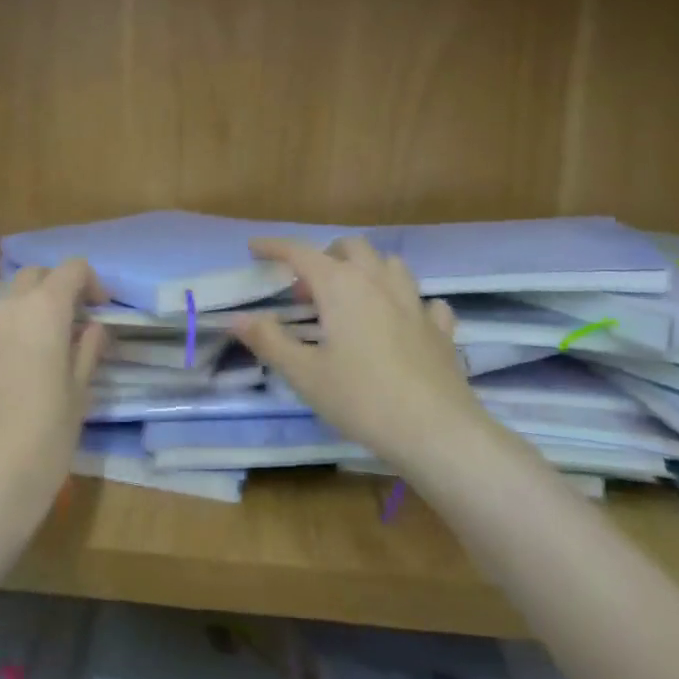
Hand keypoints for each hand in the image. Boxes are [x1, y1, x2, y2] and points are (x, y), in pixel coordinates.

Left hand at [0, 261, 106, 549]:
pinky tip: (5, 376)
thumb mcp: (78, 396)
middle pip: (32, 277)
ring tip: (37, 351)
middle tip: (71, 324)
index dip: (91, 282)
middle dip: (55, 289)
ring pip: (2, 303)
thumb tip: (92, 328)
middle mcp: (2, 309)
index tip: (101, 308)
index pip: (71, 270)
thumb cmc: (42, 441)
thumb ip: (87, 351)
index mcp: (42, 311)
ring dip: (24, 313)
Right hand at [231, 237, 481, 477]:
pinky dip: (407, 304)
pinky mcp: (440, 328)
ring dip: (367, 271)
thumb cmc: (361, 399)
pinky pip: (424, 301)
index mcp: (341, 286)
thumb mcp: (304, 374)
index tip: (255, 247)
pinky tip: (402, 323)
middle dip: (325, 256)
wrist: (436, 430)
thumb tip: (238, 318)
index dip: (275, 247)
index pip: (301, 253)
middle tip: (308, 290)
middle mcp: (378, 282)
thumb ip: (269, 341)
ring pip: (390, 265)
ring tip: (352, 299)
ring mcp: (415, 302)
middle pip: (351, 248)